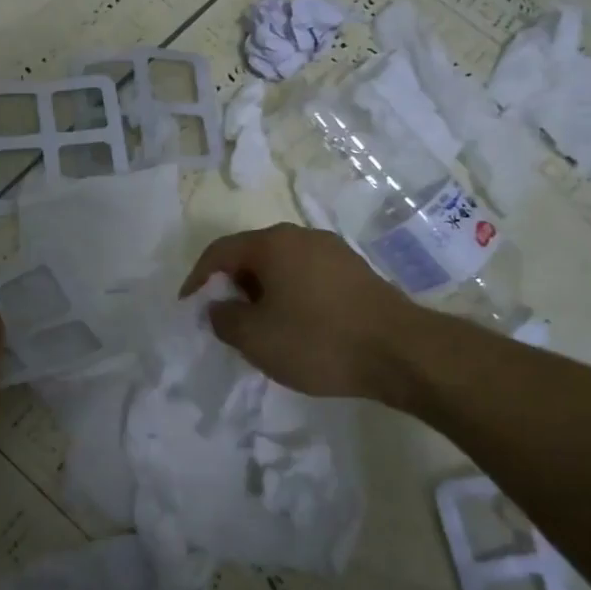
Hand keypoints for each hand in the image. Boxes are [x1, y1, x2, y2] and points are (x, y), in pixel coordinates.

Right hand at [180, 224, 428, 400]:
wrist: (402, 353)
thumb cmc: (318, 340)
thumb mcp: (256, 338)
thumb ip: (224, 319)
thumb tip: (219, 308)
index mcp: (272, 243)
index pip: (220, 251)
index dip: (197, 278)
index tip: (187, 305)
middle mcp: (302, 236)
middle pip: (252, 255)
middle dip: (232, 285)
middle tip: (225, 318)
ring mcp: (333, 252)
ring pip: (282, 267)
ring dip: (263, 293)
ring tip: (261, 327)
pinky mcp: (356, 272)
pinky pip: (308, 277)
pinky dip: (291, 296)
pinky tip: (298, 327)